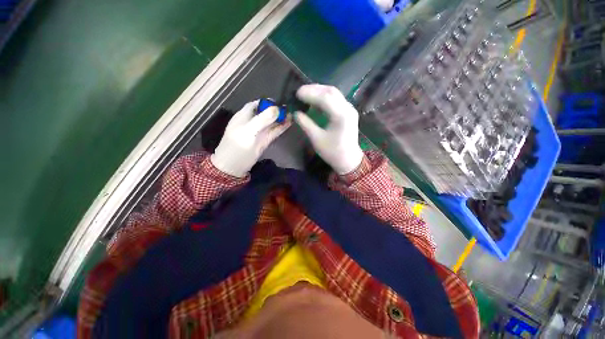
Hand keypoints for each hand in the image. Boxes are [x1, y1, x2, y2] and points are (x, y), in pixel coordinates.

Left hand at [211, 101, 290, 177]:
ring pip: (271, 122)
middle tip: (289, 108)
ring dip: (281, 119)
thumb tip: (277, 109)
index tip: (278, 102)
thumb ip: (262, 120)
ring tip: (292, 114)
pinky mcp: (264, 140)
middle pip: (265, 113)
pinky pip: (274, 131)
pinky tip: (289, 123)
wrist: (234, 166)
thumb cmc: (237, 147)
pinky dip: (281, 127)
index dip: (266, 102)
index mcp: (243, 116)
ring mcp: (259, 132)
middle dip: (276, 110)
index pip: (255, 104)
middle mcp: (252, 122)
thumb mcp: (248, 131)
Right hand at [295, 84, 363, 174]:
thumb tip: (296, 113)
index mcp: (341, 116)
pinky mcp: (348, 112)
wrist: (348, 160)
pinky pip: (336, 100)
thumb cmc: (333, 152)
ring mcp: (349, 109)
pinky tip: (315, 101)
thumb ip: (306, 124)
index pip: (325, 98)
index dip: (310, 93)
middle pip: (331, 91)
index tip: (297, 93)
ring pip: (334, 94)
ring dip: (319, 92)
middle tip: (300, 91)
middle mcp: (348, 108)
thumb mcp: (317, 139)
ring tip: (305, 94)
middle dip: (314, 89)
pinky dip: (324, 98)